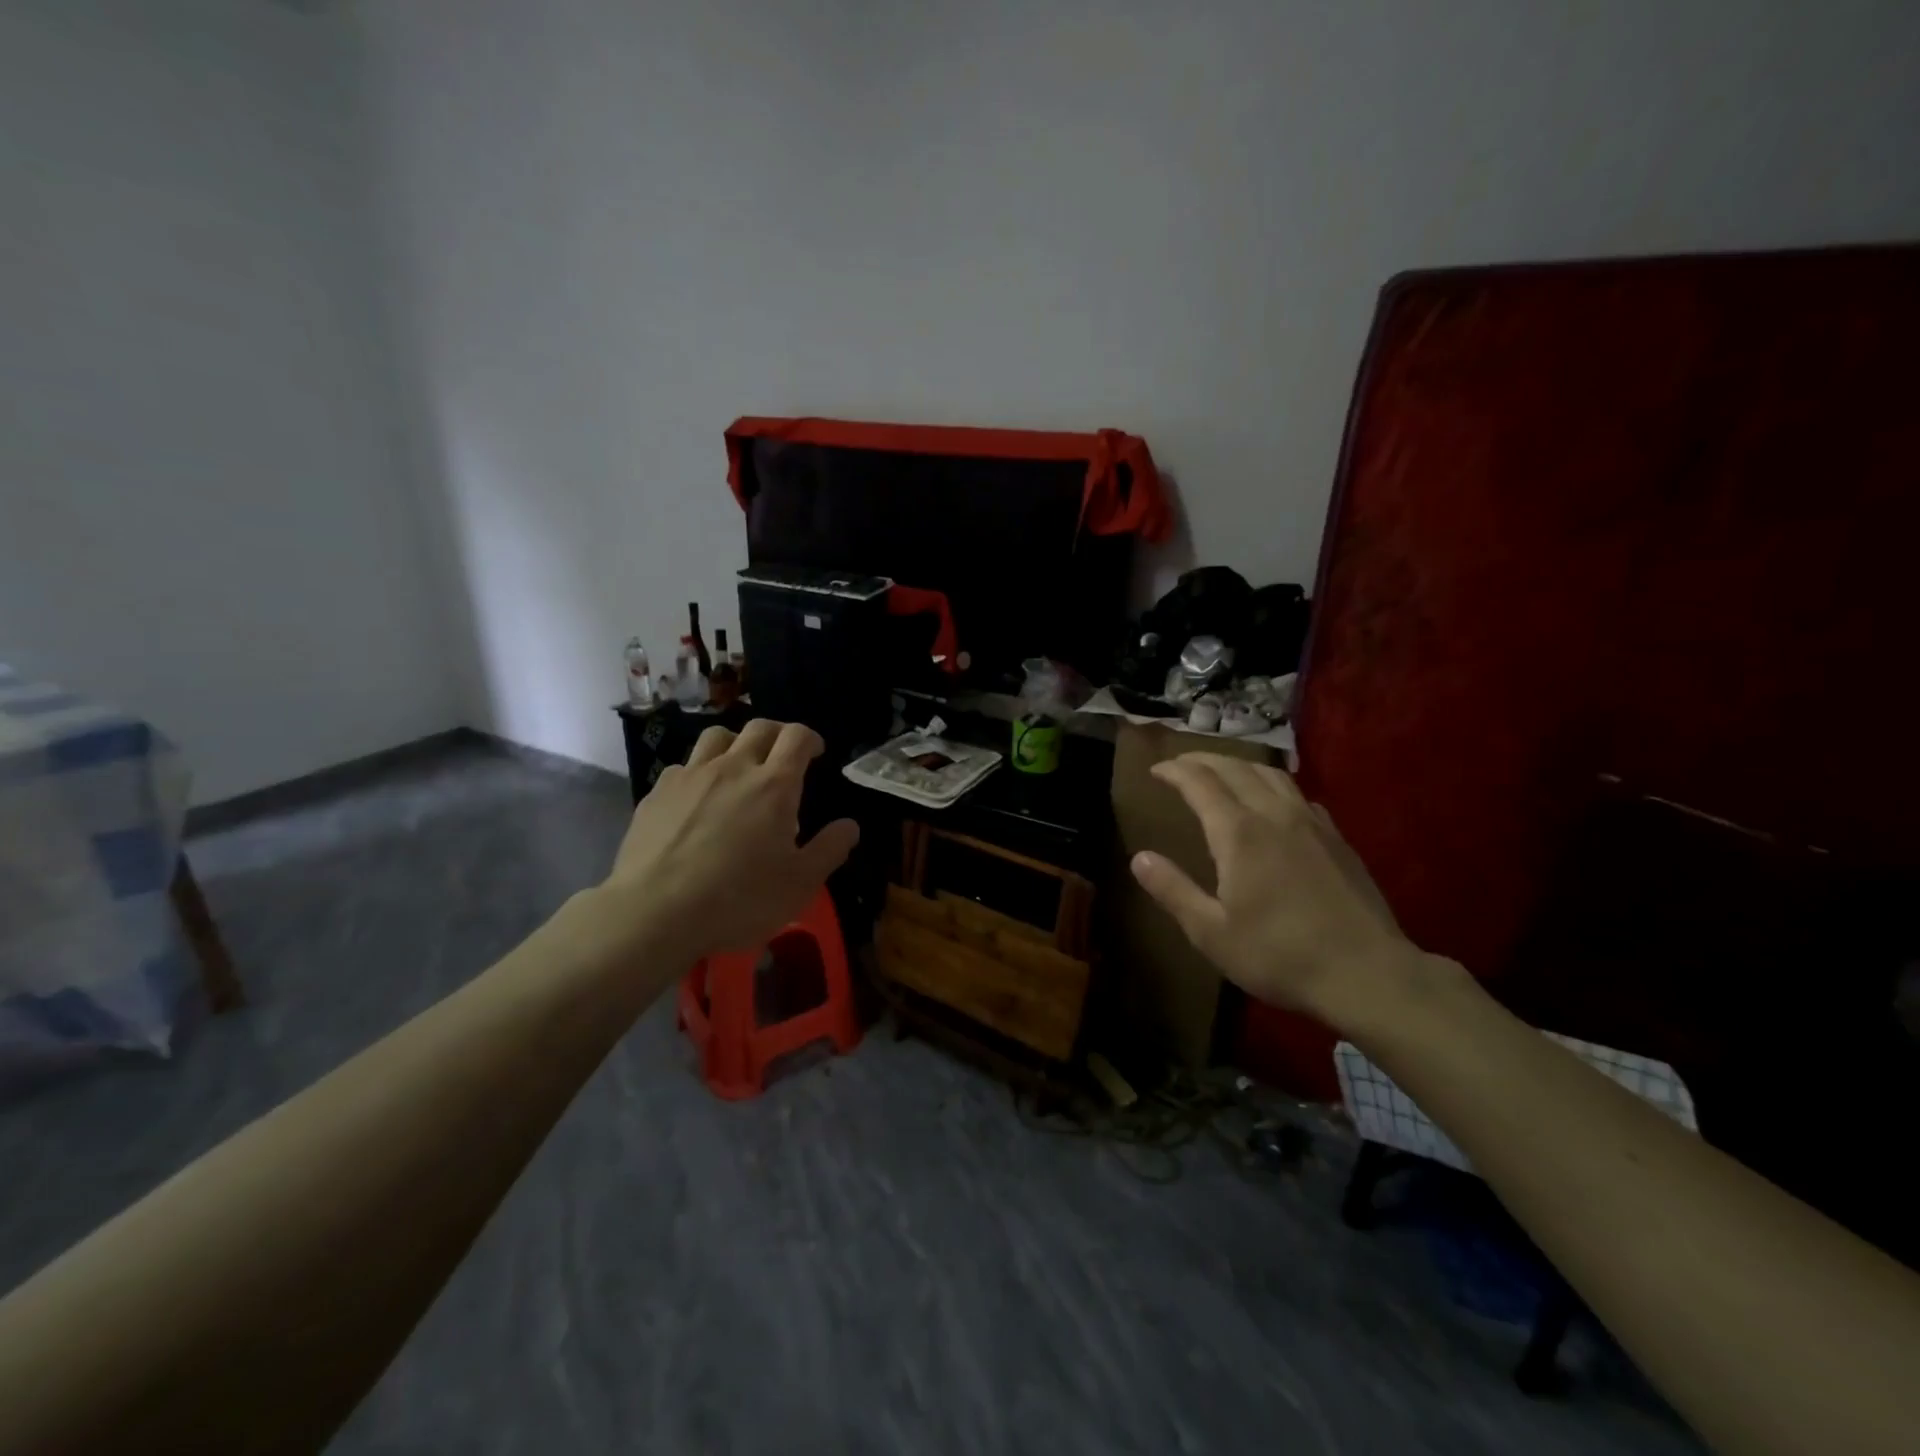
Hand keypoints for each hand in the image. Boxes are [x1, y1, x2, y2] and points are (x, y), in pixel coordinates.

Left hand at [593, 720, 859, 961]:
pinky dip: (699, 771)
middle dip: (777, 734)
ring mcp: (691, 776)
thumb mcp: (800, 884)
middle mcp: (733, 768)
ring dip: (736, 742)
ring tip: (739, 765)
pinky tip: (698, 798)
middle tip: (783, 755)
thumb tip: (850, 826)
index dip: (810, 738)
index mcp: (774, 785)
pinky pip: (684, 766)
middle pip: (758, 728)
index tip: (815, 752)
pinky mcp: (657, 793)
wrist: (655, 913)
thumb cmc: (739, 899)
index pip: (797, 737)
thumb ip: (829, 849)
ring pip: (717, 737)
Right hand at [1129, 753, 1421, 1028]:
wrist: (1366, 974)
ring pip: (1271, 774)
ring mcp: (1311, 823)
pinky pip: (1298, 794)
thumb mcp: (1211, 932)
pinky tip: (1273, 802)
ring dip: (1240, 765)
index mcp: (1238, 833)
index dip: (1175, 771)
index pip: (1200, 783)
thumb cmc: (1279, 955)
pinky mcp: (1336, 838)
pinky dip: (1272, 784)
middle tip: (1181, 763)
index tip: (1156, 770)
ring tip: (1222, 771)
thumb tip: (1139, 857)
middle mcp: (1274, 814)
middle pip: (1235, 768)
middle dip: (1204, 760)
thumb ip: (1173, 890)